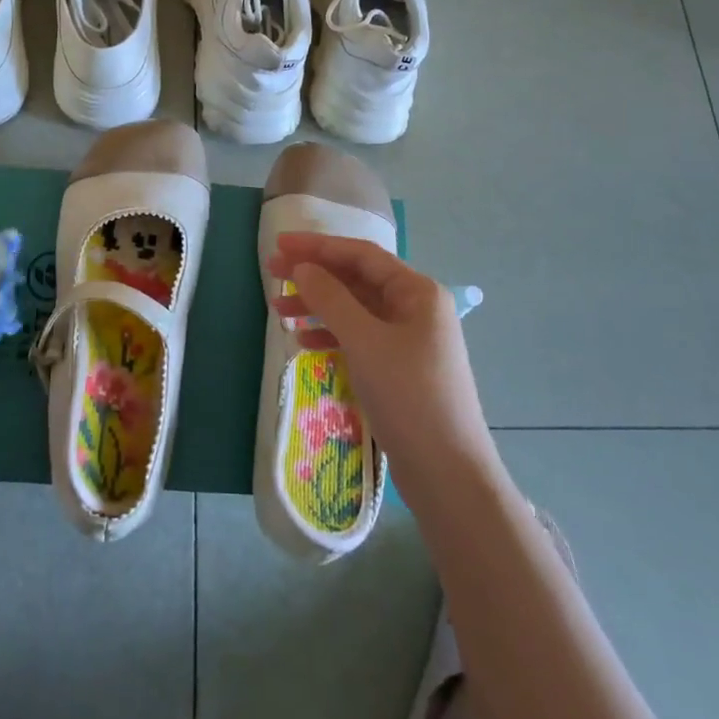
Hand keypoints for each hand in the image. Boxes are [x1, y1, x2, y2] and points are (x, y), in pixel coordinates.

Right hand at [271, 233, 496, 481]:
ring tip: (278, 311)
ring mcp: (408, 339)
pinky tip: (304, 343)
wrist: (448, 474)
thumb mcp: (365, 342)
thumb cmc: (409, 397)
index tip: (280, 245)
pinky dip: (331, 336)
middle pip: (357, 280)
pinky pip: (359, 338)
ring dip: (318, 307)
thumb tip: (303, 268)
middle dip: (314, 276)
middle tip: (271, 273)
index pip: (361, 255)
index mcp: (417, 292)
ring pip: (355, 310)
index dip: (318, 246)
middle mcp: (415, 308)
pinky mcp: (399, 368)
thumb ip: (331, 299)